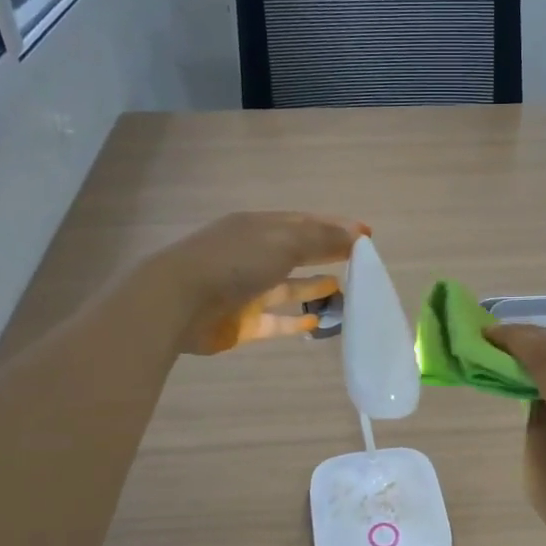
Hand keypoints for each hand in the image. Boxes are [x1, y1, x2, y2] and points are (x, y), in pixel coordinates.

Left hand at [149, 212, 367, 354]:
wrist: (179, 302)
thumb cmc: (234, 262)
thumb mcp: (283, 242)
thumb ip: (322, 238)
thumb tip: (358, 234)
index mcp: (259, 227)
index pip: (305, 222)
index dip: (336, 227)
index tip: (367, 236)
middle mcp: (253, 255)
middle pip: (297, 253)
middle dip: (327, 256)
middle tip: (361, 265)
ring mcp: (246, 290)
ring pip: (288, 288)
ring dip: (315, 288)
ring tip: (346, 292)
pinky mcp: (242, 322)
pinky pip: (276, 320)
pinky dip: (296, 320)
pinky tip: (318, 321)